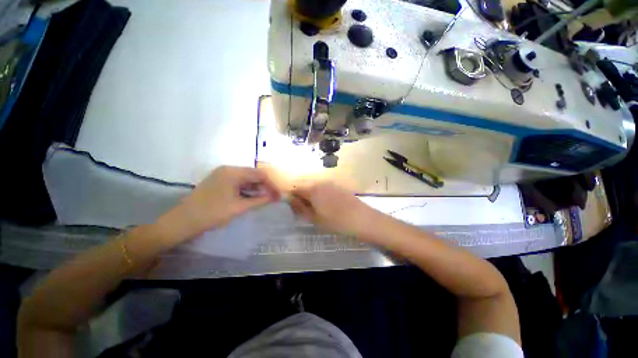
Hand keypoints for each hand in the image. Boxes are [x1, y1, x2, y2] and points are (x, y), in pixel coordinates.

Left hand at [157, 166, 279, 241]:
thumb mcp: (239, 207)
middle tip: (273, 198)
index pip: (259, 175)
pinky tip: (252, 197)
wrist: (183, 221)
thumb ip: (260, 200)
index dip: (271, 185)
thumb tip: (275, 197)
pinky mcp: (219, 182)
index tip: (278, 196)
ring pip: (246, 179)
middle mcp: (228, 169)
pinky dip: (247, 190)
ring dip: (256, 188)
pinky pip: (238, 183)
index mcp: (233, 172)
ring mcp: (222, 175)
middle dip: (264, 186)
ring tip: (264, 199)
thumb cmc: (213, 213)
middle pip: (253, 175)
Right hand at [290, 182, 379, 237]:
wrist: (362, 218)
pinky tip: (327, 205)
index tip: (294, 208)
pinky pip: (324, 188)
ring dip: (311, 195)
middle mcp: (320, 182)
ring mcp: (330, 183)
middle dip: (301, 196)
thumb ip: (300, 207)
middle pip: (305, 186)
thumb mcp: (315, 218)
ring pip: (314, 187)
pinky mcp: (338, 186)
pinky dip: (320, 194)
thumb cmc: (336, 221)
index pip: (295, 189)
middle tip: (304, 210)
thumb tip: (290, 200)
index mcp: (312, 189)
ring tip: (315, 209)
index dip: (292, 198)